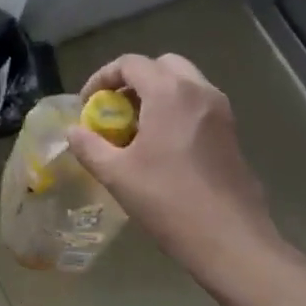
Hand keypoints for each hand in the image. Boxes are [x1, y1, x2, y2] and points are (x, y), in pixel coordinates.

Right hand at [66, 54, 284, 293]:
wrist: (231, 241)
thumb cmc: (168, 201)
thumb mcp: (116, 174)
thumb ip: (89, 146)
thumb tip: (72, 131)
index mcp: (170, 94)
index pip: (131, 63)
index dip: (102, 78)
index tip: (88, 104)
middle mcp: (200, 93)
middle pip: (162, 66)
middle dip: (133, 81)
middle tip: (114, 109)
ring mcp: (221, 113)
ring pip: (184, 84)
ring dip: (156, 95)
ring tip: (134, 130)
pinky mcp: (232, 134)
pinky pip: (198, 105)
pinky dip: (175, 111)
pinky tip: (161, 148)